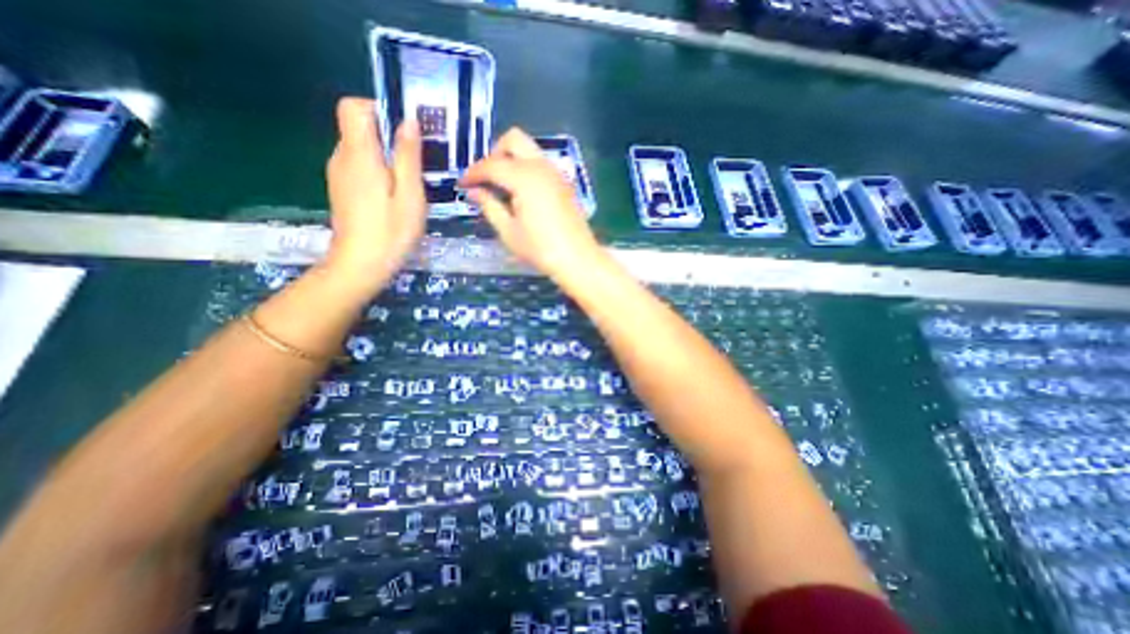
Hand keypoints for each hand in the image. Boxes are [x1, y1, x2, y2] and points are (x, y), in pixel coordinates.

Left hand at [323, 97, 428, 294]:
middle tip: (418, 164)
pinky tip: (395, 195)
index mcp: (359, 155)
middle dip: (389, 137)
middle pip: (359, 127)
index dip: (379, 110)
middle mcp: (342, 157)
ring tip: (410, 183)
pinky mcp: (342, 189)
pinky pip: (360, 166)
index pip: (354, 107)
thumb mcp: (410, 195)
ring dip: (386, 156)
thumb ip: (408, 157)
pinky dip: (378, 170)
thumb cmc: (391, 232)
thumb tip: (408, 121)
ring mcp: (339, 174)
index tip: (405, 133)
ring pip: (361, 148)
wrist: (360, 265)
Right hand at [460, 129, 603, 282]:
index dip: (473, 173)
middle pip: (513, 140)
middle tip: (486, 180)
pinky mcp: (564, 183)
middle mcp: (541, 167)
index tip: (462, 185)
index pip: (491, 165)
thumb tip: (474, 191)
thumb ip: (489, 206)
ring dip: (511, 160)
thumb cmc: (541, 249)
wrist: (578, 259)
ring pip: (529, 150)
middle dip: (494, 154)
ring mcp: (556, 173)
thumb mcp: (509, 231)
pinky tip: (521, 193)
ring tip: (502, 188)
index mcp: (525, 178)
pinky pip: (541, 164)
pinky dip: (526, 169)